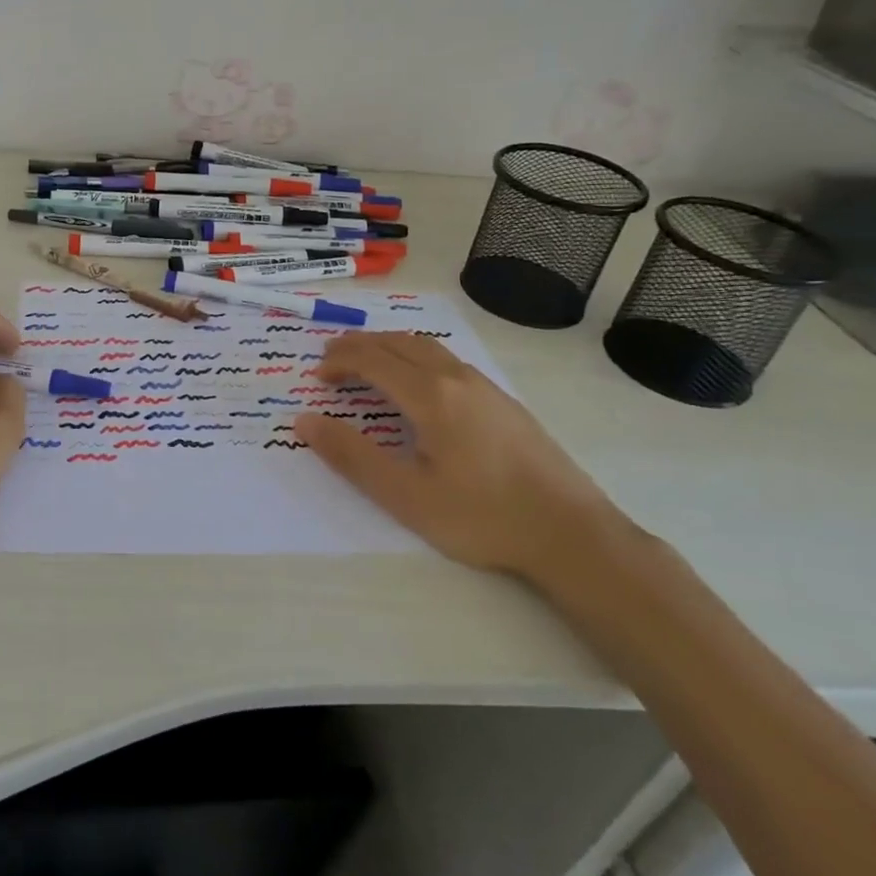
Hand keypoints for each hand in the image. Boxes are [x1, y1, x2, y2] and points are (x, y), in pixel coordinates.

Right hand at [293, 331, 624, 579]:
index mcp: (430, 396)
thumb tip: (305, 421)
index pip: (373, 360)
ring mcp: (485, 387)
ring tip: (369, 361)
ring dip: (390, 346)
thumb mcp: (406, 496)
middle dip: (360, 345)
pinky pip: (448, 359)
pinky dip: (416, 356)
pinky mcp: (504, 401)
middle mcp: (456, 378)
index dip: (340, 361)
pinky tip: (419, 383)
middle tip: (332, 357)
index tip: (318, 376)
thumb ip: (352, 456)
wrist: (571, 532)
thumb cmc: (482, 517)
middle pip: (399, 343)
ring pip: (427, 346)